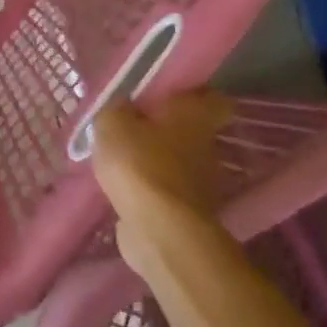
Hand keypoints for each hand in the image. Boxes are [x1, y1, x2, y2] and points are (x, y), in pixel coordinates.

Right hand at [92, 90, 231, 264]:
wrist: (159, 229)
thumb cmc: (140, 163)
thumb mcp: (113, 123)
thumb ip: (117, 110)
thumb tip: (122, 110)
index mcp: (195, 116)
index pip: (214, 99)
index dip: (196, 96)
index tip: (171, 97)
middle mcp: (207, 146)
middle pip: (193, 132)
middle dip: (167, 131)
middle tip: (135, 129)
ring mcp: (203, 183)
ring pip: (180, 163)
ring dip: (159, 162)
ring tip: (124, 162)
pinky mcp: (190, 214)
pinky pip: (169, 192)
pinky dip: (153, 191)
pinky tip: (126, 190)